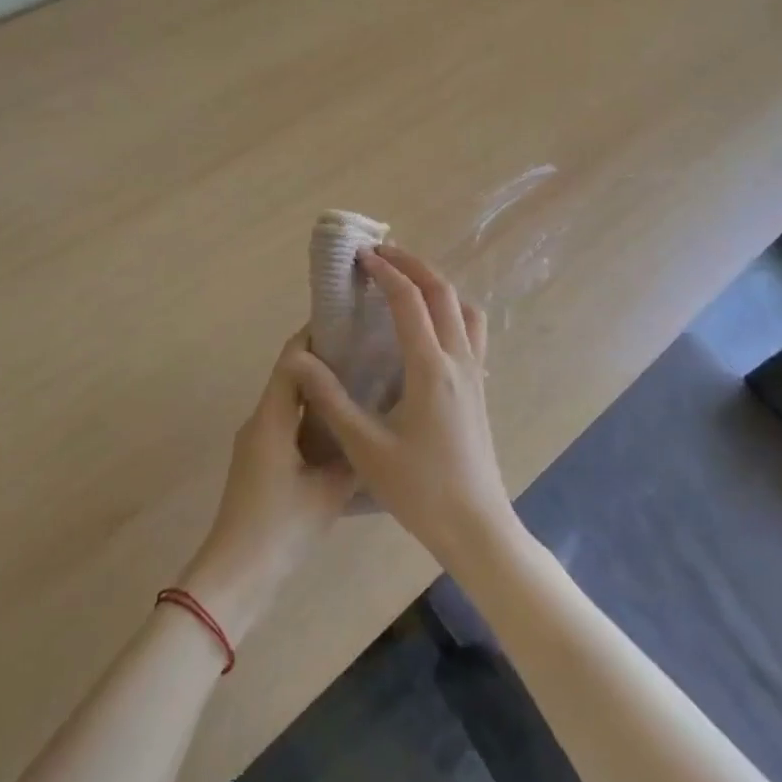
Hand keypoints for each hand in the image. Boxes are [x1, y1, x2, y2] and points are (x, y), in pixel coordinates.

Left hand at [180, 330, 356, 645]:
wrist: (235, 574)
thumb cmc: (281, 527)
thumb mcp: (328, 492)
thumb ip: (352, 456)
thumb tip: (375, 430)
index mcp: (272, 418)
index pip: (291, 359)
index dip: (316, 335)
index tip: (348, 321)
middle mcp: (259, 421)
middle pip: (290, 375)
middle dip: (323, 359)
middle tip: (364, 351)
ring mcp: (256, 442)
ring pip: (289, 400)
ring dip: (317, 388)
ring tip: (360, 384)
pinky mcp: (258, 461)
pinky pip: (286, 422)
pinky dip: (311, 415)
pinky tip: (340, 426)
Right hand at [290, 245, 518, 571]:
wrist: (476, 526)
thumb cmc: (419, 490)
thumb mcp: (365, 447)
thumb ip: (331, 399)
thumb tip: (301, 358)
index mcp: (431, 368)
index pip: (409, 301)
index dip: (385, 272)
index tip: (361, 257)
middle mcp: (459, 360)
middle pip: (443, 292)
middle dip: (412, 265)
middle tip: (381, 255)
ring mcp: (475, 373)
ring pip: (465, 308)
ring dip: (437, 286)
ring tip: (407, 284)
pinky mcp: (480, 388)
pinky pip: (472, 331)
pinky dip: (451, 311)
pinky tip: (429, 330)